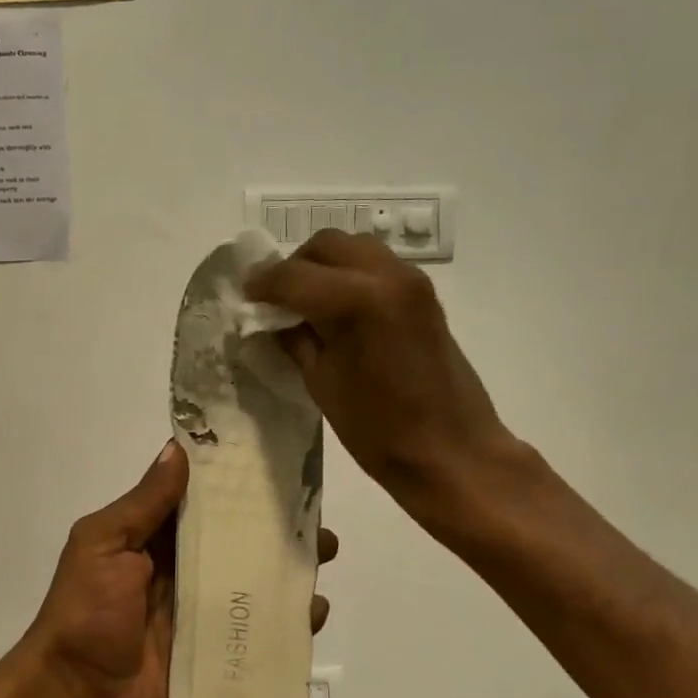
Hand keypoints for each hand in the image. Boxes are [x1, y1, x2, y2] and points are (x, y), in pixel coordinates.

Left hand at [18, 442, 338, 697]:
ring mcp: (200, 609)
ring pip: (251, 579)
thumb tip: (178, 448)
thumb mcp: (103, 545)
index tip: (276, 462)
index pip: (201, 500)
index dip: (235, 482)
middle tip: (315, 514)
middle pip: (235, 538)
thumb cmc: (84, 611)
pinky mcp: (214, 649)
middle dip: (273, 525)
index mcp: (153, 537)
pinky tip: (314, 611)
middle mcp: (181, 567)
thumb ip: (143, 504)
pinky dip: (285, 620)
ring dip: (286, 567)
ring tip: (324, 553)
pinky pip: (255, 630)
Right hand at [247, 230, 519, 540]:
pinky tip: (338, 308)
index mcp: (354, 301)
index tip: (245, 296)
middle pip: (325, 245)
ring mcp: (410, 281)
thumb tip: (273, 317)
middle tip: (276, 299)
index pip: (291, 275)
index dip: (261, 284)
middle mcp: (385, 275)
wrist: (453, 452)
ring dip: (323, 265)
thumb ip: (294, 339)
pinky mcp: (424, 294)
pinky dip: (349, 274)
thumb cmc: (379, 430)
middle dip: (294, 267)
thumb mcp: (321, 383)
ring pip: (353, 248)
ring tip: (307, 301)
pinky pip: (376, 264)